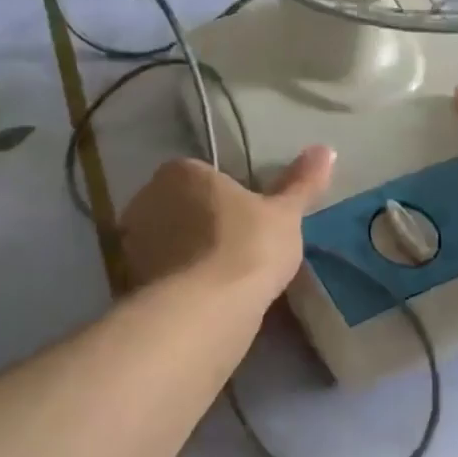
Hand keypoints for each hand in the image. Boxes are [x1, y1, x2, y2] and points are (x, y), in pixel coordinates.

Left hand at [118, 147, 335, 308]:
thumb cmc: (249, 245)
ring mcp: (133, 242)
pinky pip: (158, 275)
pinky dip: (175, 284)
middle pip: (178, 207)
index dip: (223, 198)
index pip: (201, 176)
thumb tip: (327, 148)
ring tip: (220, 281)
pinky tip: (201, 301)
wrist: (208, 308)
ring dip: (185, 255)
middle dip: (199, 224)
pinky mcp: (130, 281)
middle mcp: (148, 198)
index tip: (245, 221)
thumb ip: (302, 182)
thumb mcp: (285, 214)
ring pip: (165, 242)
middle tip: (235, 250)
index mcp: (181, 172)